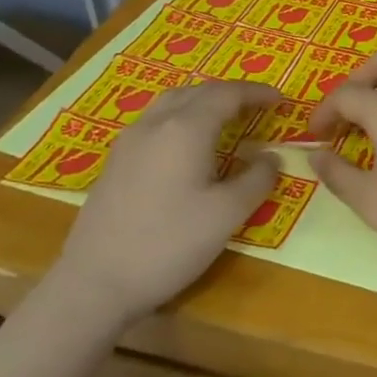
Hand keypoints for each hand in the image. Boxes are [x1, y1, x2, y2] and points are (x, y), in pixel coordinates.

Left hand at [52, 80, 280, 319]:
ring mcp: (129, 142)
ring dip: (203, 101)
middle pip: (197, 91)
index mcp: (186, 128)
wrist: (95, 284)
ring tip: (224, 118)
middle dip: (231, 94)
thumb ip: (257, 179)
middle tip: (257, 107)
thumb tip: (271, 157)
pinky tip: (187, 145)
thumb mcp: (228, 214)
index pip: (227, 94)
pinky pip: (155, 122)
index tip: (281, 100)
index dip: (257, 93)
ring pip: (172, 103)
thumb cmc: (169, 244)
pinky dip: (181, 118)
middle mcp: (156, 124)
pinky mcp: (115, 162)